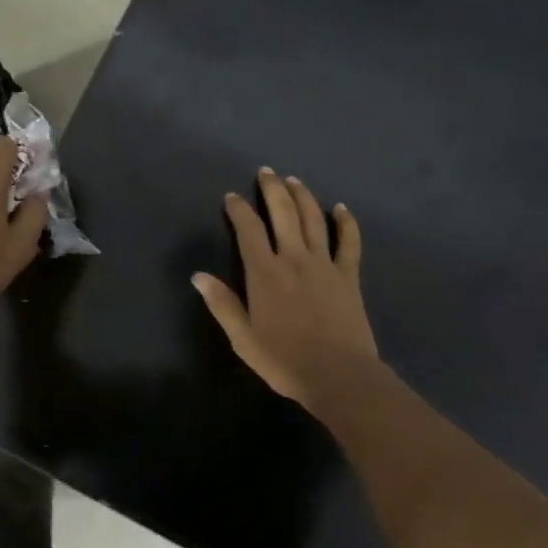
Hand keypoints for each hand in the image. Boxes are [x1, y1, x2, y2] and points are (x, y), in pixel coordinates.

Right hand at [193, 167, 380, 407]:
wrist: (338, 375)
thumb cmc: (284, 360)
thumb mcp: (243, 338)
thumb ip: (222, 304)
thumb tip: (198, 276)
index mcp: (264, 273)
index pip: (248, 230)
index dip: (239, 210)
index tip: (232, 197)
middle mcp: (294, 259)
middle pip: (283, 213)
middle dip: (272, 189)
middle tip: (266, 172)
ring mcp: (324, 264)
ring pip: (313, 219)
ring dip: (303, 196)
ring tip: (294, 180)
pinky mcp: (348, 276)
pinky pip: (349, 242)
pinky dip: (345, 222)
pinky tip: (341, 208)